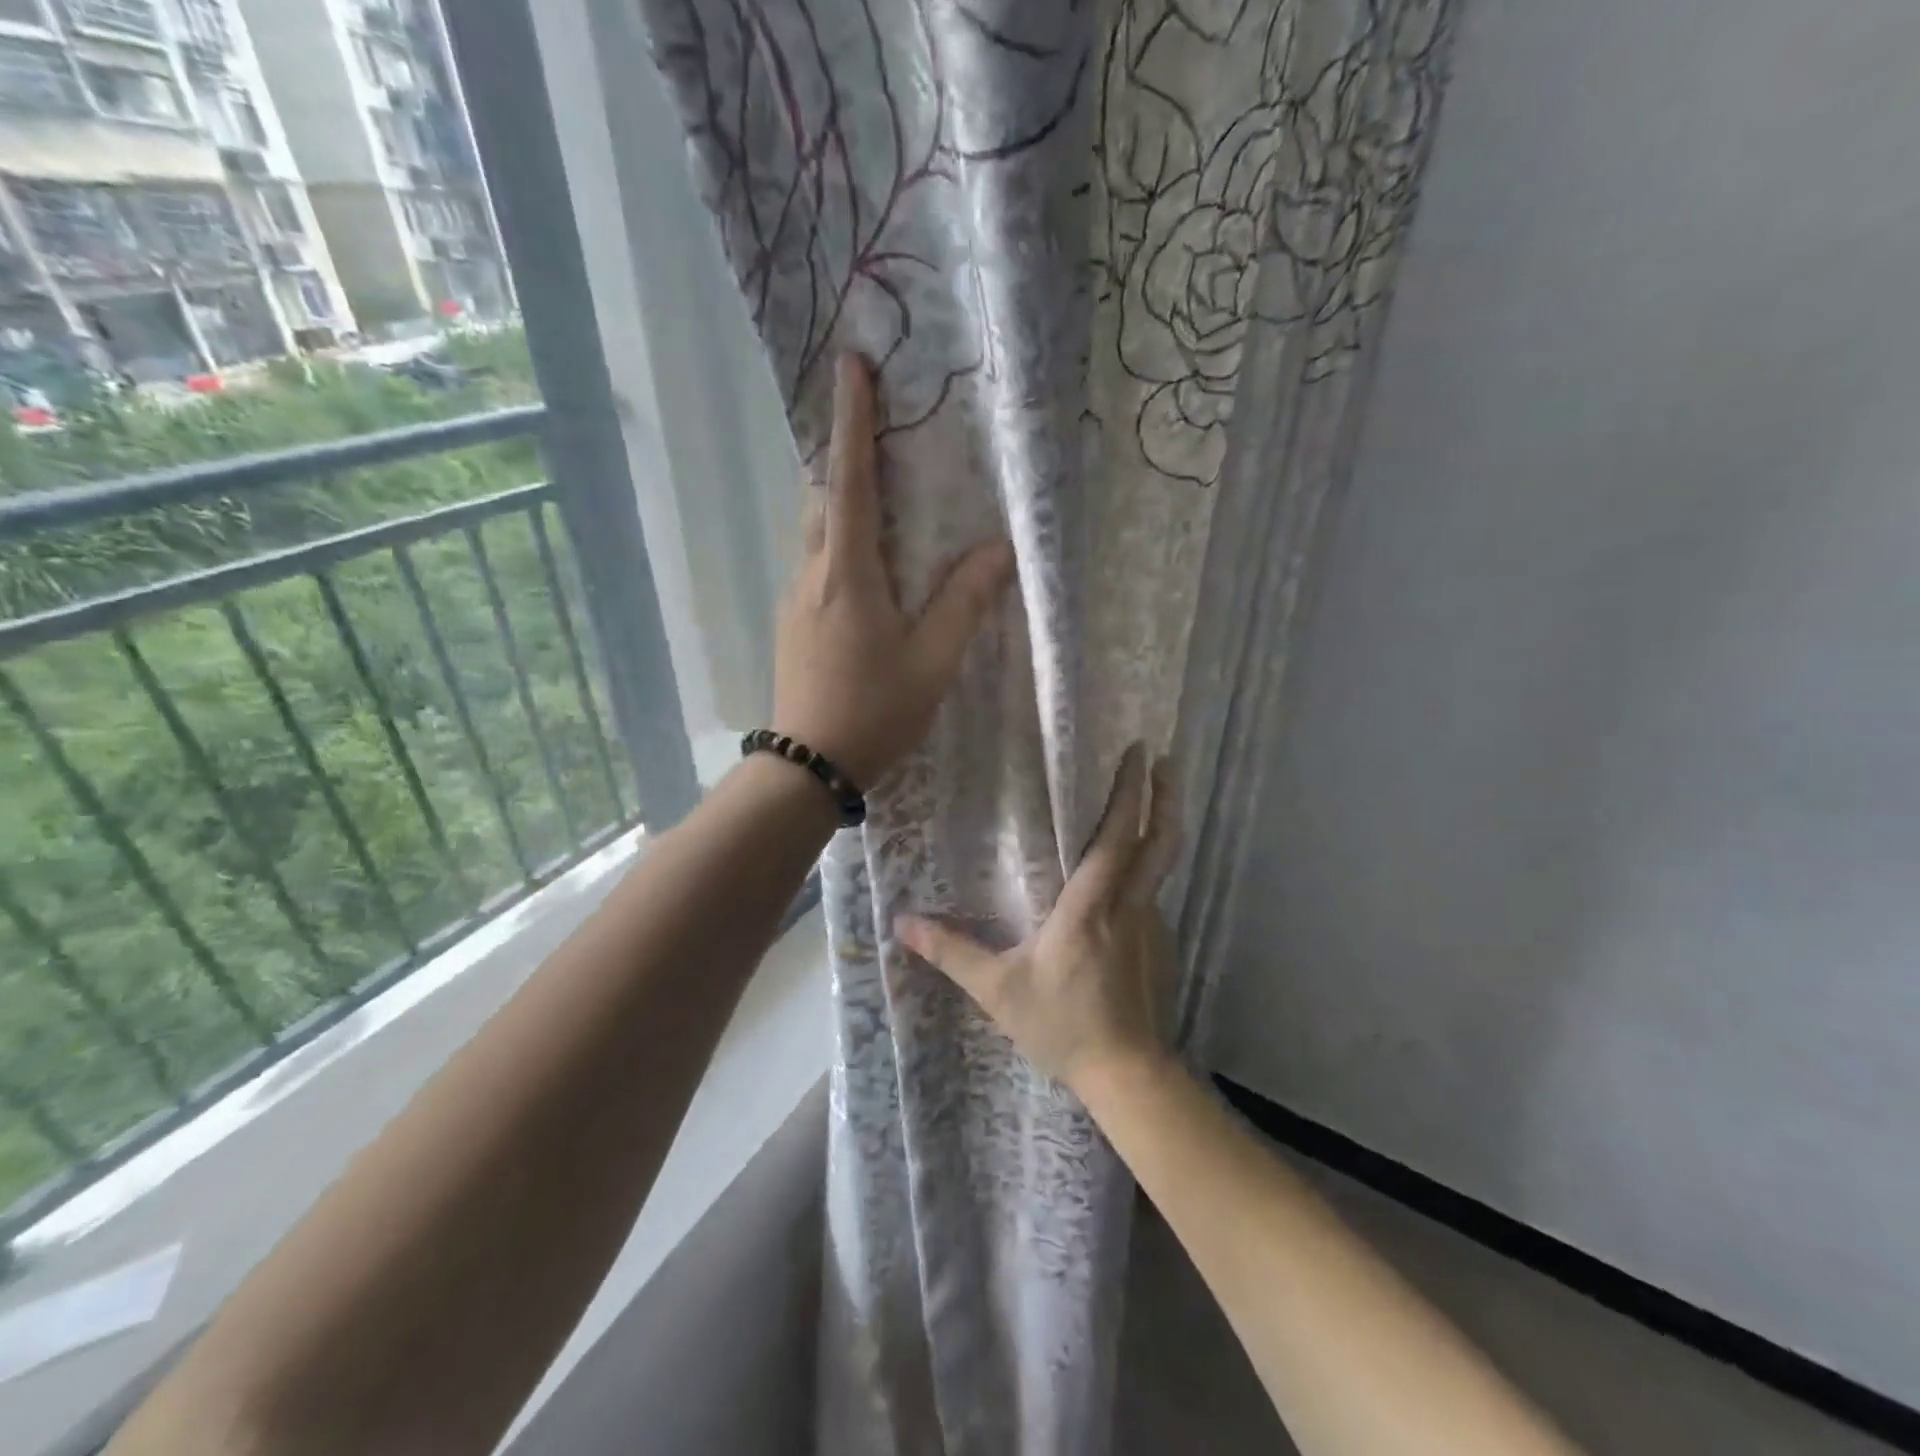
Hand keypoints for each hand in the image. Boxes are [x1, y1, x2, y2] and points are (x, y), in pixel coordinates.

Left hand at [771, 354, 1015, 786]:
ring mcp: (795, 597)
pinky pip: (818, 560)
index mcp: (848, 572)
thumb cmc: (874, 711)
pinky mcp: (793, 620)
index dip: (851, 421)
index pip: (848, 480)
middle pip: (824, 496)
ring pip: (817, 529)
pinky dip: (841, 540)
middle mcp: (813, 572)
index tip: (851, 365)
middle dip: (846, 454)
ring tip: (883, 494)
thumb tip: (998, 551)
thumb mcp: (932, 661)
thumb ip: (965, 602)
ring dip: (843, 499)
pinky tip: (870, 563)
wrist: (808, 765)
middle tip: (879, 430)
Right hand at [897, 745, 1180, 1090]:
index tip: (1141, 753)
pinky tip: (1128, 880)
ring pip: (1161, 865)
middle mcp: (1129, 905)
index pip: (1116, 837)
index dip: (1129, 792)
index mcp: (1091, 905)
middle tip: (1165, 761)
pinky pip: (1153, 895)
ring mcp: (1151, 925)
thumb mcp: (999, 990)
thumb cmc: (1062, 1025)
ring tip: (1151, 805)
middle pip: (1158, 840)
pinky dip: (1148, 870)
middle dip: (1164, 797)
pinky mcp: (1160, 947)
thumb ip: (952, 953)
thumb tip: (903, 924)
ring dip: (1159, 828)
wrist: (1127, 1074)